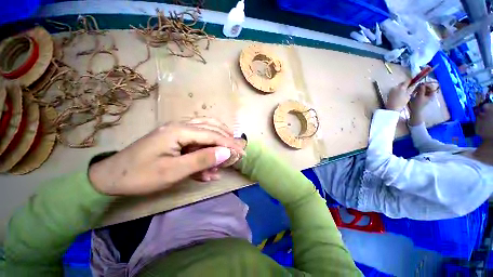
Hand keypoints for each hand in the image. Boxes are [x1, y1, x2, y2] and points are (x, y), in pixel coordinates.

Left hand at [88, 118, 244, 195]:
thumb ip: (202, 160)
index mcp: (180, 130)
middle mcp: (181, 126)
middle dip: (225, 140)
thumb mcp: (173, 171)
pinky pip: (196, 142)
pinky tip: (207, 170)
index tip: (241, 152)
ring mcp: (177, 132)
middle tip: (236, 150)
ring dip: (216, 144)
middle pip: (211, 128)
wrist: (110, 178)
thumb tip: (226, 152)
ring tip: (224, 157)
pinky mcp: (175, 140)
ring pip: (205, 132)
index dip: (229, 144)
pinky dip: (205, 153)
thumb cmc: (140, 175)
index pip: (212, 134)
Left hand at [386, 81, 412, 110]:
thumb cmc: (401, 103)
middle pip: (402, 83)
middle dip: (406, 84)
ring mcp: (391, 89)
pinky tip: (399, 93)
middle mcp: (396, 86)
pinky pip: (395, 89)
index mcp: (402, 87)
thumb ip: (411, 89)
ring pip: (398, 86)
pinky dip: (398, 90)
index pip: (407, 80)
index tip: (414, 82)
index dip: (411, 81)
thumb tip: (414, 84)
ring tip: (404, 91)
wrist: (392, 108)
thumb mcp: (408, 95)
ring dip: (401, 87)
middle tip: (409, 87)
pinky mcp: (389, 92)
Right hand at [409, 83, 436, 113]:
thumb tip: (422, 83)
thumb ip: (421, 90)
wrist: (415, 111)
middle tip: (416, 87)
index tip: (420, 84)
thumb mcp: (420, 96)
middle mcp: (430, 94)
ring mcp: (425, 95)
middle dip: (421, 87)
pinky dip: (417, 91)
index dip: (426, 84)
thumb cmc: (418, 104)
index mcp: (431, 94)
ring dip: (418, 89)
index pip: (431, 86)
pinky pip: (420, 91)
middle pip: (427, 87)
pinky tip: (414, 93)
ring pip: (423, 89)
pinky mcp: (421, 96)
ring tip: (414, 91)